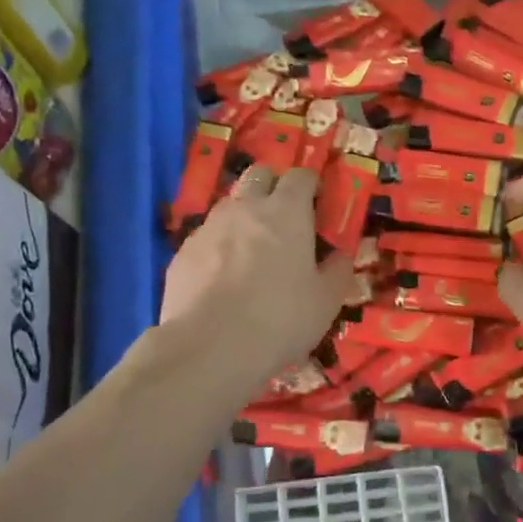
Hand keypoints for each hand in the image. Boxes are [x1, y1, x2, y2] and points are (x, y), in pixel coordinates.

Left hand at [161, 165, 351, 384]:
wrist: (210, 347)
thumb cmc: (280, 319)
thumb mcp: (326, 301)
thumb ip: (337, 271)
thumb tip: (340, 256)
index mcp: (287, 212)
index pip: (300, 176)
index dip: (311, 184)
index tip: (318, 202)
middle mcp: (246, 208)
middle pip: (259, 175)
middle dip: (273, 186)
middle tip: (284, 217)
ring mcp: (209, 227)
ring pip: (229, 205)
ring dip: (244, 216)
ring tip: (252, 251)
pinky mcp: (182, 252)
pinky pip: (206, 237)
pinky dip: (219, 247)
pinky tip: (223, 278)